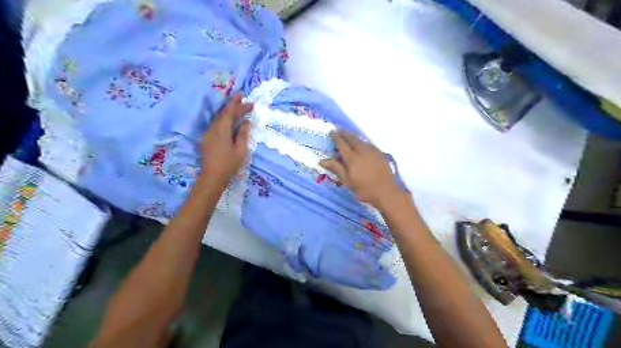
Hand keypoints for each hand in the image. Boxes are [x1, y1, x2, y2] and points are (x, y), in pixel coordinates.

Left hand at [203, 94, 253, 183]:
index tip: (248, 101)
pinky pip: (215, 123)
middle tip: (242, 96)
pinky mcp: (207, 138)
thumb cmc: (229, 165)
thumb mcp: (240, 150)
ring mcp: (208, 133)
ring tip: (236, 105)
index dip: (239, 106)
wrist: (212, 177)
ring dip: (227, 111)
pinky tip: (228, 119)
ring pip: (218, 117)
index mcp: (222, 130)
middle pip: (223, 113)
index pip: (230, 113)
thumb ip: (242, 134)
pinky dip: (223, 118)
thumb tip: (246, 122)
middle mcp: (213, 129)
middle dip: (232, 104)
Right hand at [320, 129, 403, 205]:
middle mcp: (362, 151)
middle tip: (338, 131)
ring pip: (361, 140)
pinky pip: (369, 144)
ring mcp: (373, 152)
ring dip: (354, 137)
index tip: (331, 132)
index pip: (342, 144)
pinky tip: (362, 145)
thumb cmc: (364, 190)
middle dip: (345, 134)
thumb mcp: (347, 181)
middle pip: (352, 139)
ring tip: (349, 136)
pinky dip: (363, 142)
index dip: (336, 138)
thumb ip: (336, 168)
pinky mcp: (381, 154)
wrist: (386, 193)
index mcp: (352, 158)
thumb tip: (322, 160)